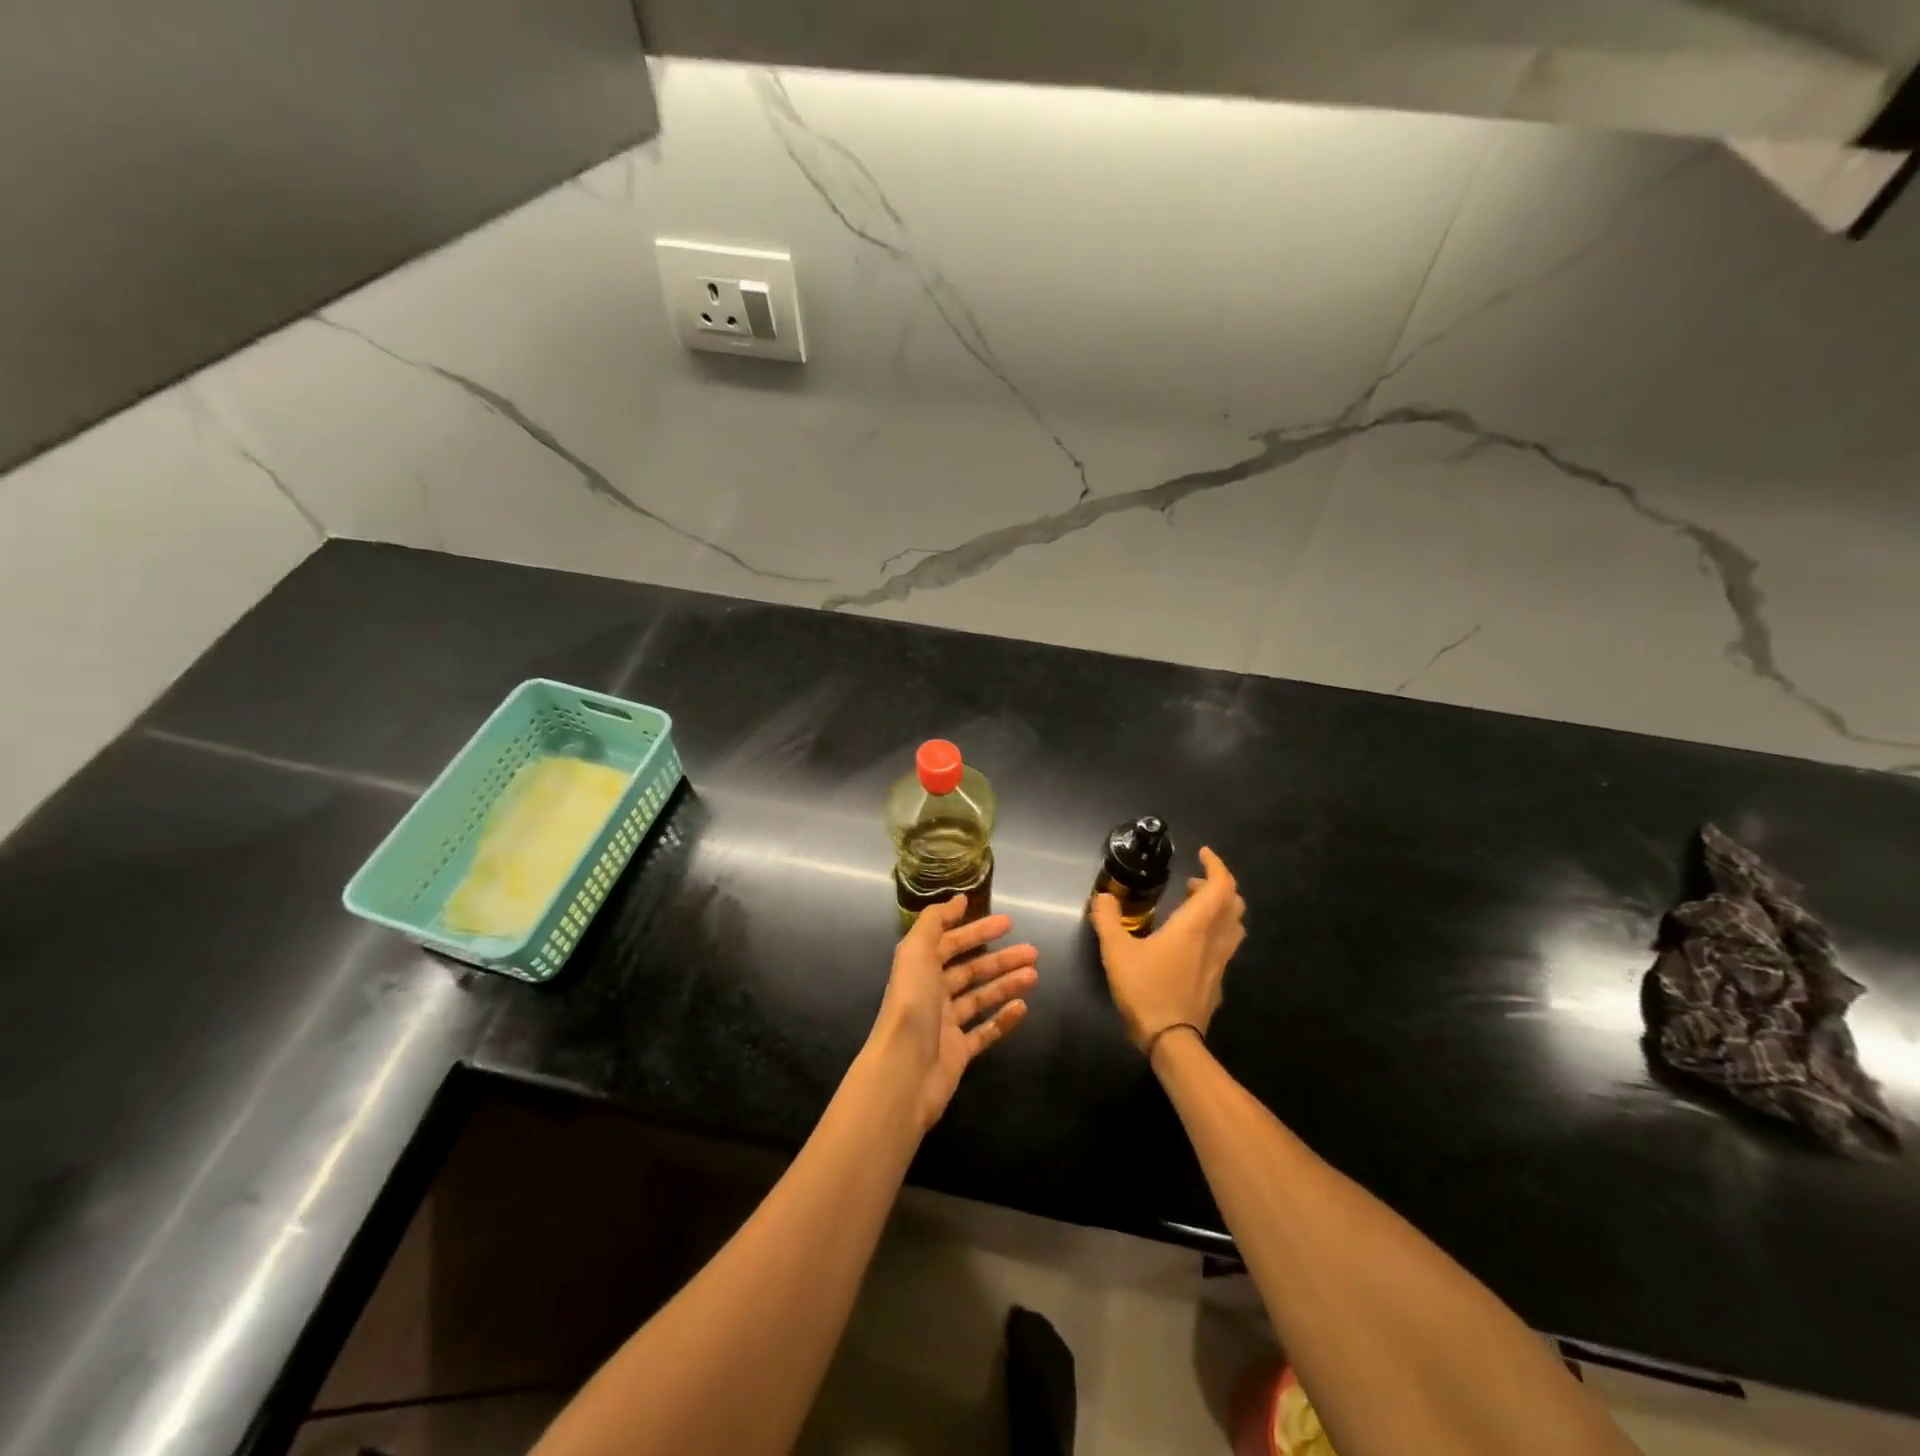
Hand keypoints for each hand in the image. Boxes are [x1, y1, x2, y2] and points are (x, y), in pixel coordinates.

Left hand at [866, 897, 1038, 1130]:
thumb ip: (935, 921)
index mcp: (920, 968)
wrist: (904, 1070)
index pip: (951, 943)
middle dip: (1001, 959)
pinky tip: (1023, 1008)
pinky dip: (1004, 1020)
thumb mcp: (917, 951)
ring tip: (1034, 975)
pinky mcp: (959, 1052)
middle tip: (1032, 951)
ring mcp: (946, 1024)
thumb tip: (959, 900)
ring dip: (1007, 985)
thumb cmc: (912, 1004)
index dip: (977, 931)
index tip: (1008, 922)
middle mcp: (932, 993)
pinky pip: (985, 1032)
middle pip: (971, 970)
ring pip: (981, 998)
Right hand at [1092, 846, 1245, 1054]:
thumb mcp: (1116, 952)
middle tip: (1192, 882)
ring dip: (1220, 909)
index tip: (1203, 854)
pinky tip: (1191, 944)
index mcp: (1194, 926)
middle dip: (1218, 886)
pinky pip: (1225, 947)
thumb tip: (1103, 897)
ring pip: (1234, 926)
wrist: (1171, 1041)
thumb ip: (1107, 920)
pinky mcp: (1217, 982)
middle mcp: (1214, 940)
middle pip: (1234, 904)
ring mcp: (1219, 963)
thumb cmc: (1145, 990)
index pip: (1221, 886)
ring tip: (1194, 908)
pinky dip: (1215, 933)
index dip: (1217, 866)